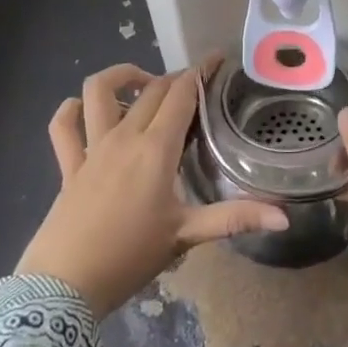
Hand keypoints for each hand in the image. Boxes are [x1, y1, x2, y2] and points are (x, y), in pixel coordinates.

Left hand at [16, 61, 288, 317]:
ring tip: (142, 83)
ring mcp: (92, 147)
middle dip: (176, 77)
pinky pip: (63, 125)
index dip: (200, 71)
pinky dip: (72, 109)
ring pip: (100, 91)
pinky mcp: (68, 164)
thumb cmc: (130, 257)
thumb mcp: (186, 236)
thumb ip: (235, 219)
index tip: (217, 59)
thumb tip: (284, 217)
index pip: (182, 94)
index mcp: (156, 148)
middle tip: (195, 84)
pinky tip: (85, 109)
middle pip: (152, 89)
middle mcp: (124, 136)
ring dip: (122, 76)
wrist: (64, 287)